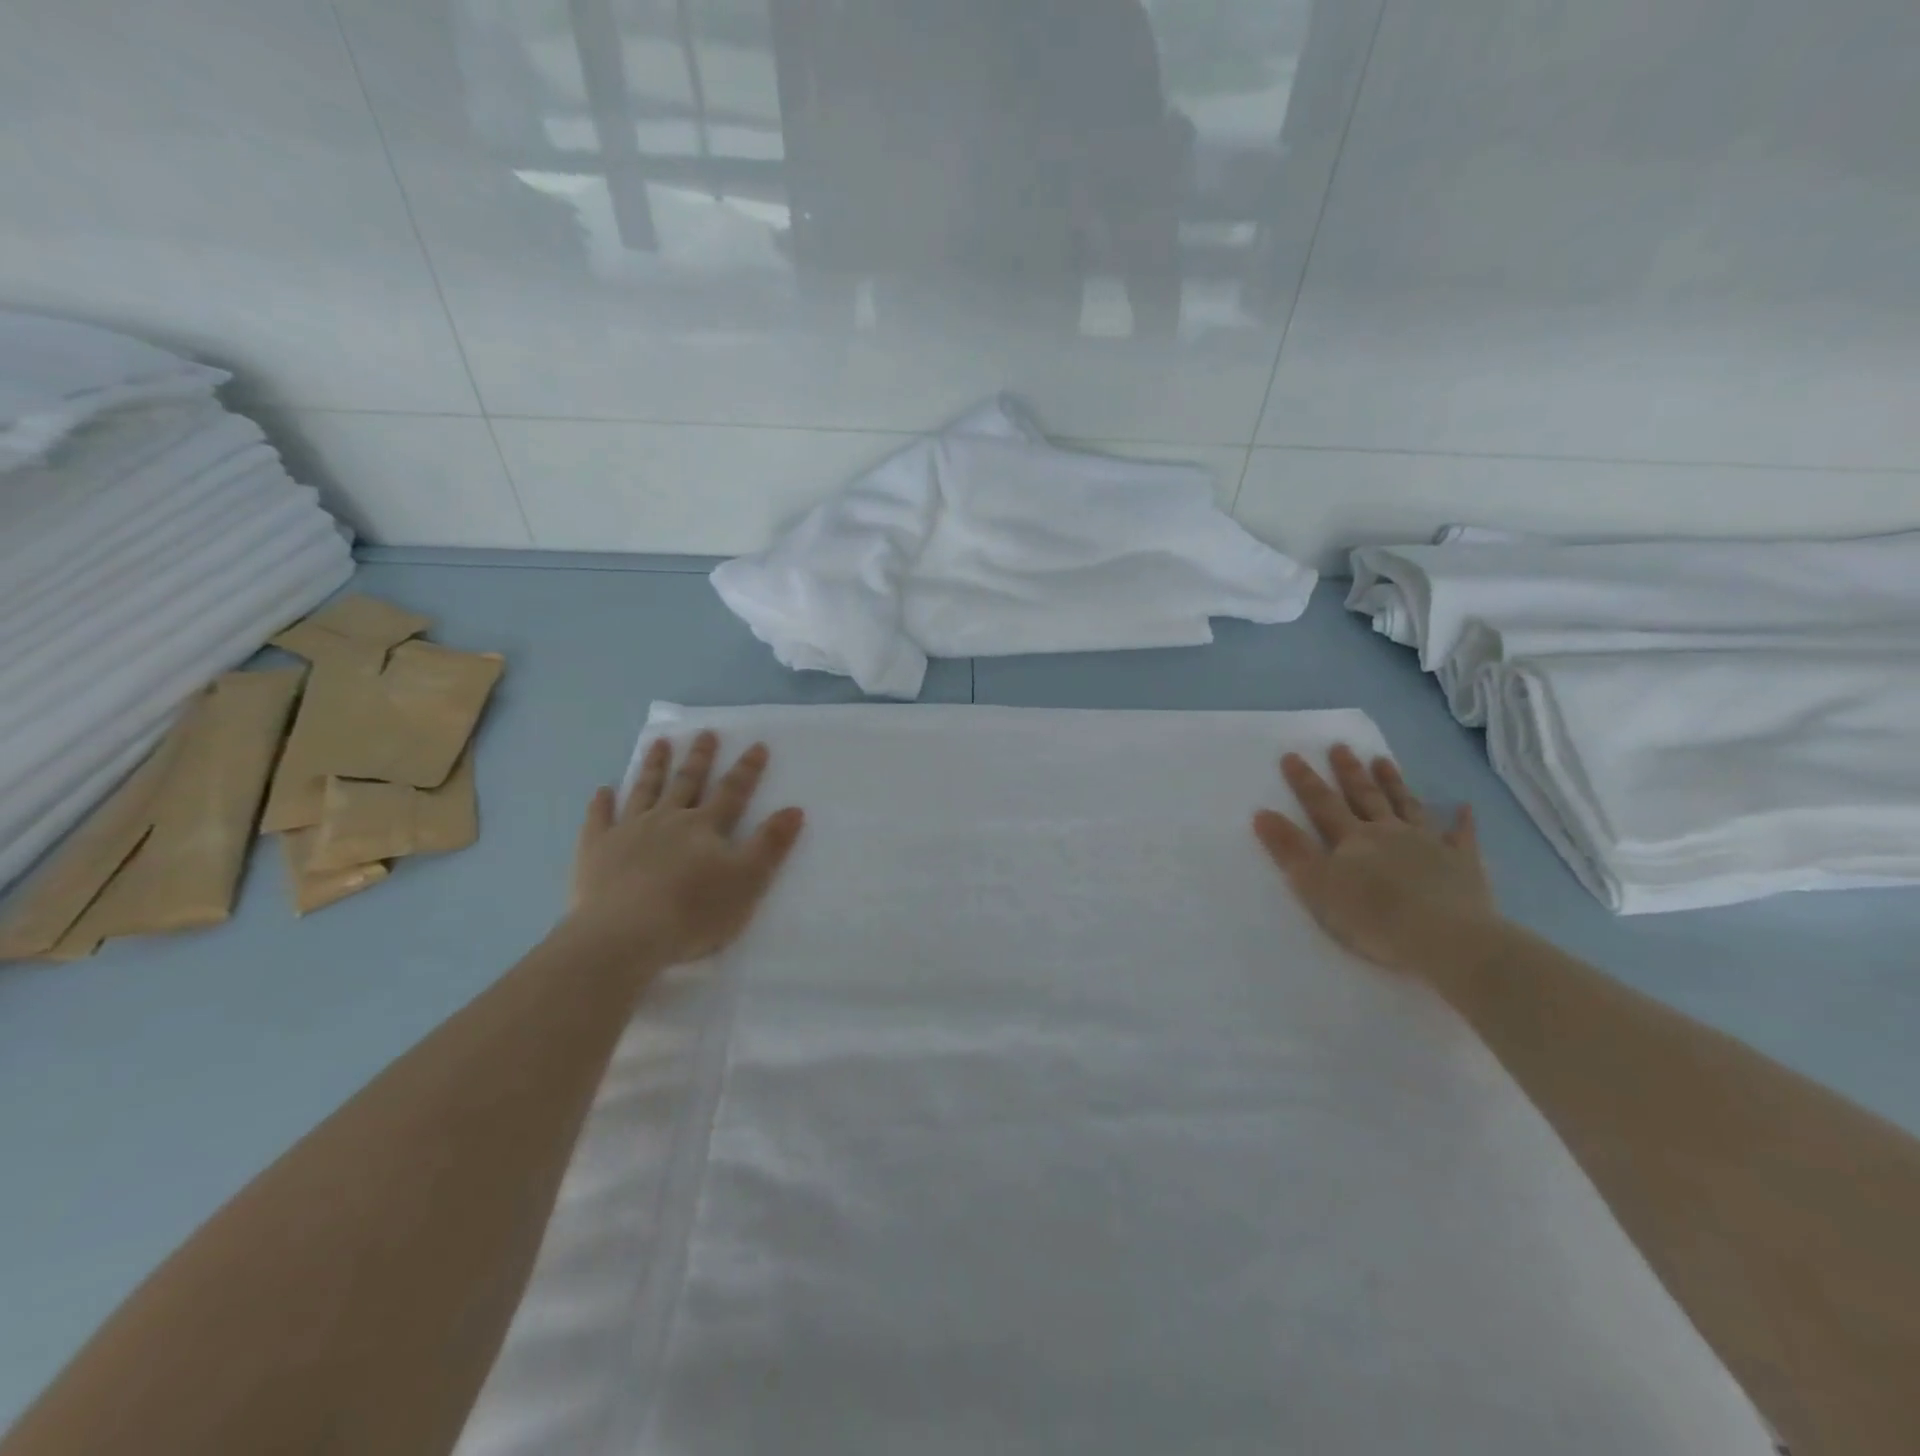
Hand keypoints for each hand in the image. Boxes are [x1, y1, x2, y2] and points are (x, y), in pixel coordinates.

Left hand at [570, 731, 805, 965]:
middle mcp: (667, 819)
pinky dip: (601, 804)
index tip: (757, 746)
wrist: (625, 935)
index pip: (732, 792)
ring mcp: (628, 831)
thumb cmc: (693, 911)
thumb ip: (770, 844)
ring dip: (654, 767)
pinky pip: (599, 819)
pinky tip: (603, 791)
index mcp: (705, 827)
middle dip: (699, 758)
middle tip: (705, 733)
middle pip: (687, 782)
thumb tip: (794, 808)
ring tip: (659, 744)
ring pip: (644, 790)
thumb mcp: (748, 880)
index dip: (747, 770)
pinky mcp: (596, 850)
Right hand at [1253, 745, 1498, 973]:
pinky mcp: (1463, 864)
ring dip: (1394, 783)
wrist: (1445, 938)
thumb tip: (1262, 812)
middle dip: (1350, 772)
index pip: (1322, 803)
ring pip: (1408, 806)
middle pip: (1365, 797)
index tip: (1292, 755)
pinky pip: (1462, 836)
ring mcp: (1429, 844)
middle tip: (1341, 746)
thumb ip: (1289, 849)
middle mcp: (1388, 832)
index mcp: (1352, 839)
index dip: (1305, 781)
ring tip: (1384, 761)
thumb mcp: (1316, 885)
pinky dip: (1462, 821)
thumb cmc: (1372, 916)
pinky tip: (1464, 807)